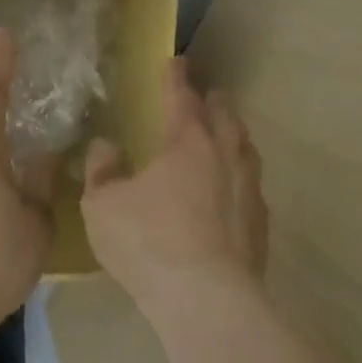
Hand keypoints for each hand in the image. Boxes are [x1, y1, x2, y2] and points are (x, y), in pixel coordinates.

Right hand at [81, 58, 268, 316]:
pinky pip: (252, 186)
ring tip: (227, 135)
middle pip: (224, 116)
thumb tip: (105, 147)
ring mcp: (248, 189)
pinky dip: (242, 176)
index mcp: (188, 141)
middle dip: (214, 100)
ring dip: (234, 135)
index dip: (177, 77)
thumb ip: (101, 171)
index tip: (177, 61)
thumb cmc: (149, 243)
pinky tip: (235, 190)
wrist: (208, 301)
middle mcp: (224, 155)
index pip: (182, 97)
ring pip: (245, 148)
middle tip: (208, 94)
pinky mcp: (260, 224)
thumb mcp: (103, 206)